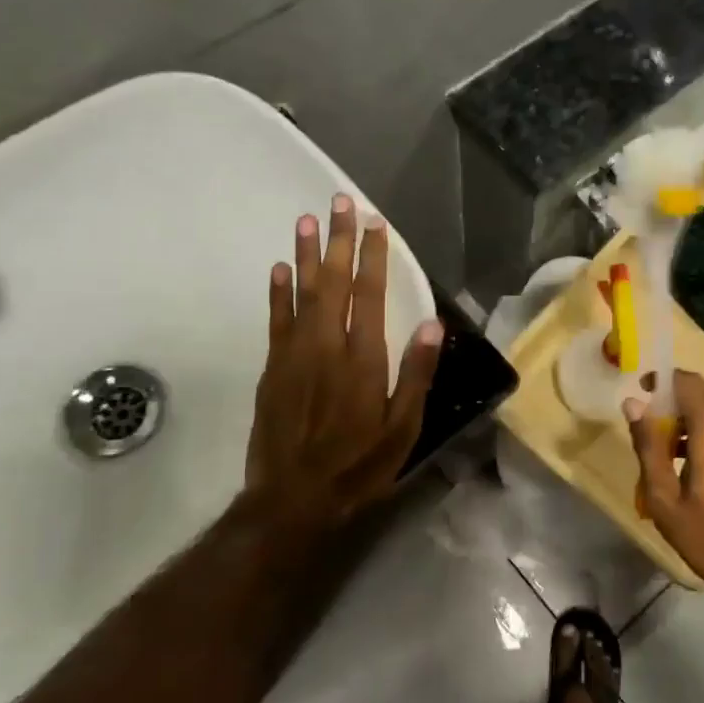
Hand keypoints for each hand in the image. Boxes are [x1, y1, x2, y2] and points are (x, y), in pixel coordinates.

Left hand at [245, 194, 442, 521]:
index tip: (376, 224)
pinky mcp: (272, 369)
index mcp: (362, 359)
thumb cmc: (358, 465)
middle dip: (340, 240)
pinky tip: (281, 268)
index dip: (373, 257)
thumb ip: (416, 374)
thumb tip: (431, 324)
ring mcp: (293, 355)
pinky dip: (278, 292)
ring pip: (301, 293)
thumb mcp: (402, 429)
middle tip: (340, 203)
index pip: (369, 295)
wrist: (293, 499)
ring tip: (308, 220)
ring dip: (307, 254)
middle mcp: (325, 346)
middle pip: (333, 283)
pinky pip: (276, 320)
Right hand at [626, 371, 703, 616]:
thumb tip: (633, 404)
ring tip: (669, 448)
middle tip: (651, 426)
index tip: (642, 390)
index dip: (663, 380)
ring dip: (693, 418)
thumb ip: (648, 446)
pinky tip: (695, 462)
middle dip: (675, 401)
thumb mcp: (664, 499)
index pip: (689, 383)